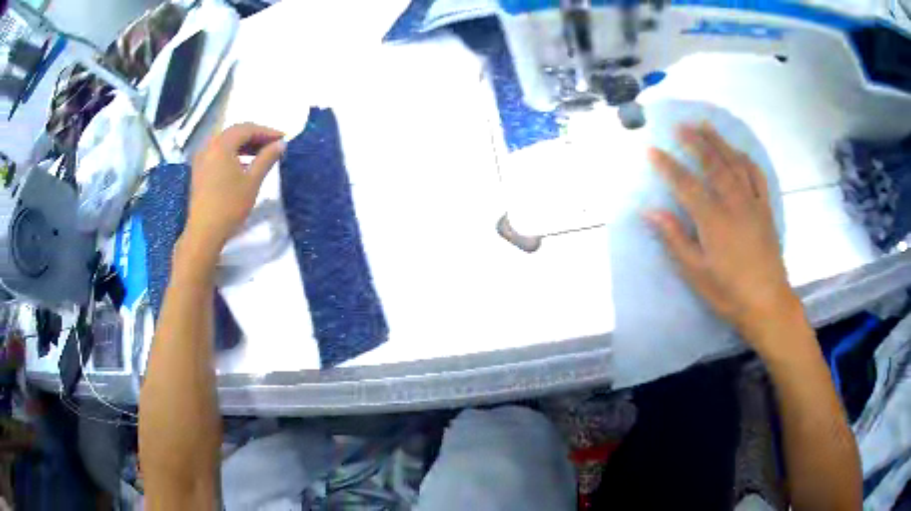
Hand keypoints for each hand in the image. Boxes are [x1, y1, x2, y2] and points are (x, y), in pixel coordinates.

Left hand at [183, 123, 284, 256]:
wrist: (204, 232)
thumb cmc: (230, 206)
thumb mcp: (252, 181)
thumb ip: (267, 158)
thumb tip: (280, 144)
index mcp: (222, 145)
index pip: (247, 129)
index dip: (267, 131)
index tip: (283, 138)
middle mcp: (209, 146)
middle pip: (235, 132)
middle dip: (255, 136)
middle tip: (273, 144)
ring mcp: (202, 158)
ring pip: (226, 143)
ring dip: (244, 145)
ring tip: (261, 154)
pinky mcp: (199, 171)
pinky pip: (218, 153)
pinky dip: (233, 153)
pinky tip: (243, 165)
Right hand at [646, 122, 802, 353]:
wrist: (767, 303)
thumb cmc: (728, 292)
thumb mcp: (696, 273)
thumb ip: (675, 239)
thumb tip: (650, 212)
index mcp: (713, 220)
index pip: (686, 184)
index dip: (667, 166)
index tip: (652, 150)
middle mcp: (733, 203)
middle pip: (713, 164)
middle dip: (695, 142)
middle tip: (681, 125)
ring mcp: (752, 203)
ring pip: (735, 163)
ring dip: (719, 142)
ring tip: (706, 126)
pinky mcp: (765, 209)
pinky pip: (757, 176)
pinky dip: (746, 160)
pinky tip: (738, 152)